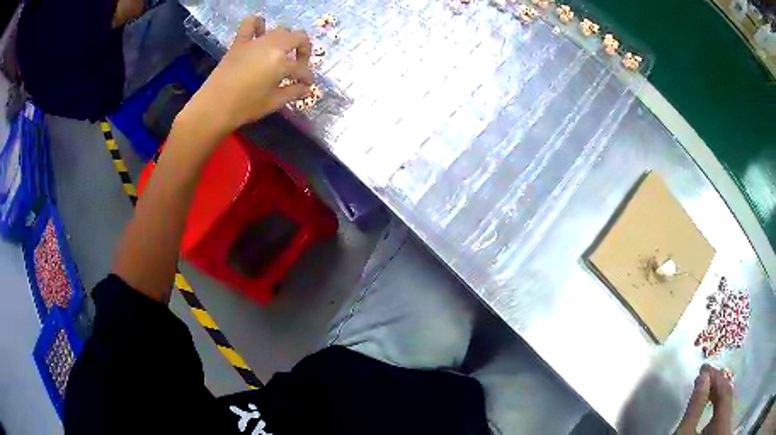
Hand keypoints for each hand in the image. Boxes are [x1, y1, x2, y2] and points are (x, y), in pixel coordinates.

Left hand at [183, 15, 313, 136]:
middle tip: (298, 65)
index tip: (307, 85)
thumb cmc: (245, 108)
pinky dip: (258, 23)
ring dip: (286, 39)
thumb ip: (293, 92)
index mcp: (282, 62)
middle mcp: (272, 46)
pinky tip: (260, 30)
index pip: (302, 68)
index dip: (307, 77)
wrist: (213, 108)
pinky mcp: (240, 42)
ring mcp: (255, 41)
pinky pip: (250, 23)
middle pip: (298, 38)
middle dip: (303, 51)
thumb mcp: (273, 103)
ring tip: (281, 51)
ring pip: (280, 29)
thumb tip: (306, 88)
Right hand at [676, 364, 732, 434]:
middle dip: (718, 385)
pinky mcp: (720, 430)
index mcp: (722, 419)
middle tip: (706, 376)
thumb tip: (703, 374)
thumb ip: (695, 406)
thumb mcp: (684, 433)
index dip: (716, 377)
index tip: (705, 367)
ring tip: (709, 389)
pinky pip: (725, 413)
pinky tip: (713, 405)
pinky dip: (719, 406)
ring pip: (728, 404)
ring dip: (719, 395)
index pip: (725, 390)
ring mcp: (724, 426)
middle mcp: (727, 420)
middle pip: (728, 396)